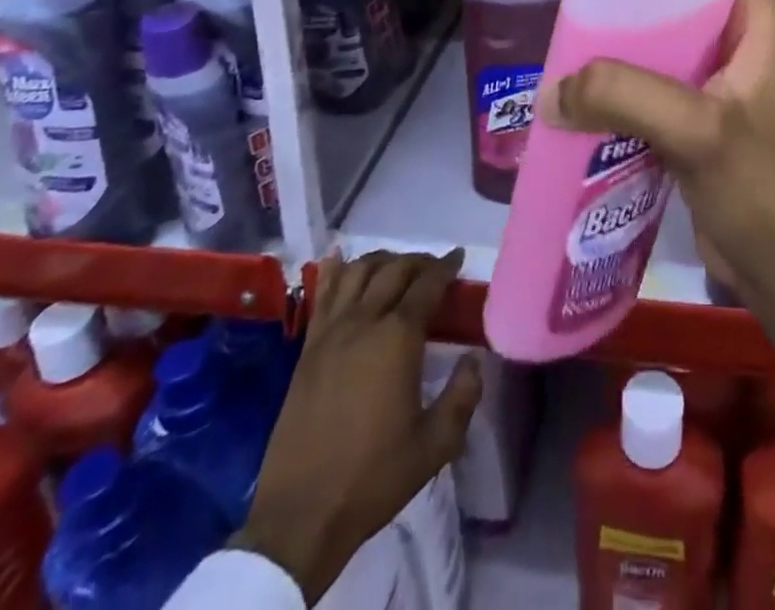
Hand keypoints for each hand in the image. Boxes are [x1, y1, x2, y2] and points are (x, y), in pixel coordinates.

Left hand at [238, 249, 481, 599]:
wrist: (301, 515)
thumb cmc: (373, 478)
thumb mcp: (435, 445)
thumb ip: (463, 396)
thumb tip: (473, 359)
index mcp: (398, 338)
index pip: (427, 285)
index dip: (446, 266)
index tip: (458, 258)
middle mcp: (364, 322)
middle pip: (394, 270)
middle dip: (418, 261)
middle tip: (434, 268)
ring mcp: (330, 332)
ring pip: (358, 272)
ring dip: (382, 260)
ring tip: (397, 266)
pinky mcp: (307, 349)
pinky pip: (323, 294)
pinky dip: (336, 270)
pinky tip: (342, 259)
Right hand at [551, 0, 774, 430]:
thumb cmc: (758, 188)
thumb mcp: (697, 131)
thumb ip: (627, 96)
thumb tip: (551, 91)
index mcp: (758, 23)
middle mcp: (740, 42)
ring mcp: (718, 81)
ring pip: (665, 41)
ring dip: (624, 42)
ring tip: (574, 37)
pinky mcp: (698, 118)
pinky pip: (654, 83)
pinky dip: (624, 83)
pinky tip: (585, 88)